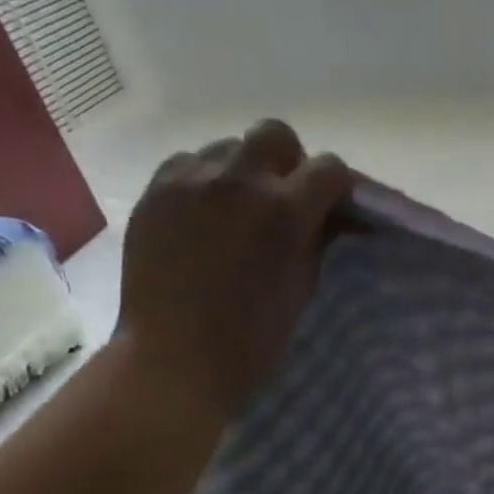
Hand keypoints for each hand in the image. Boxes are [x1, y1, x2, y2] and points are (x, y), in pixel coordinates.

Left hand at [115, 121, 354, 428]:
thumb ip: (319, 237)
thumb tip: (332, 214)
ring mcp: (189, 182)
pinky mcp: (154, 192)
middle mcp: (238, 181)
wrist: (175, 358)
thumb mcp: (304, 283)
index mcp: (285, 210)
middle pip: (275, 135)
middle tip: (285, 199)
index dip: (338, 187)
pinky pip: (188, 163)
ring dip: (244, 171)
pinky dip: (205, 180)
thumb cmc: (254, 334)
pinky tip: (204, 215)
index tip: (336, 208)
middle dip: (290, 161)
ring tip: (238, 209)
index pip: (330, 168)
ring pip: (228, 146)